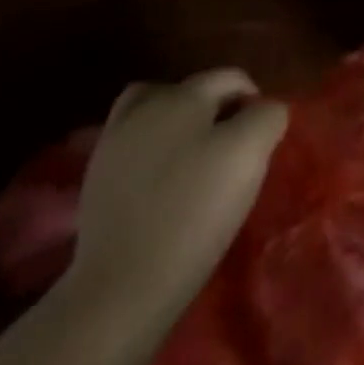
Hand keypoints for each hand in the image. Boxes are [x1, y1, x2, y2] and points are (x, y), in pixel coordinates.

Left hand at [63, 70, 287, 331]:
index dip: (255, 101)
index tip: (265, 139)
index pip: (232, 78)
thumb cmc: (196, 210)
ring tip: (196, 158)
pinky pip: (134, 148)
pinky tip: (167, 183)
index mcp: (183, 95)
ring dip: (179, 125)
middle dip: (216, 109)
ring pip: (154, 115)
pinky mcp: (95, 183)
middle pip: (191, 91)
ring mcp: (112, 146)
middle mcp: (144, 108)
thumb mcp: (251, 151)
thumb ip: (267, 116)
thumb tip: (264, 111)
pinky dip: (153, 153)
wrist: (121, 286)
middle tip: (233, 147)